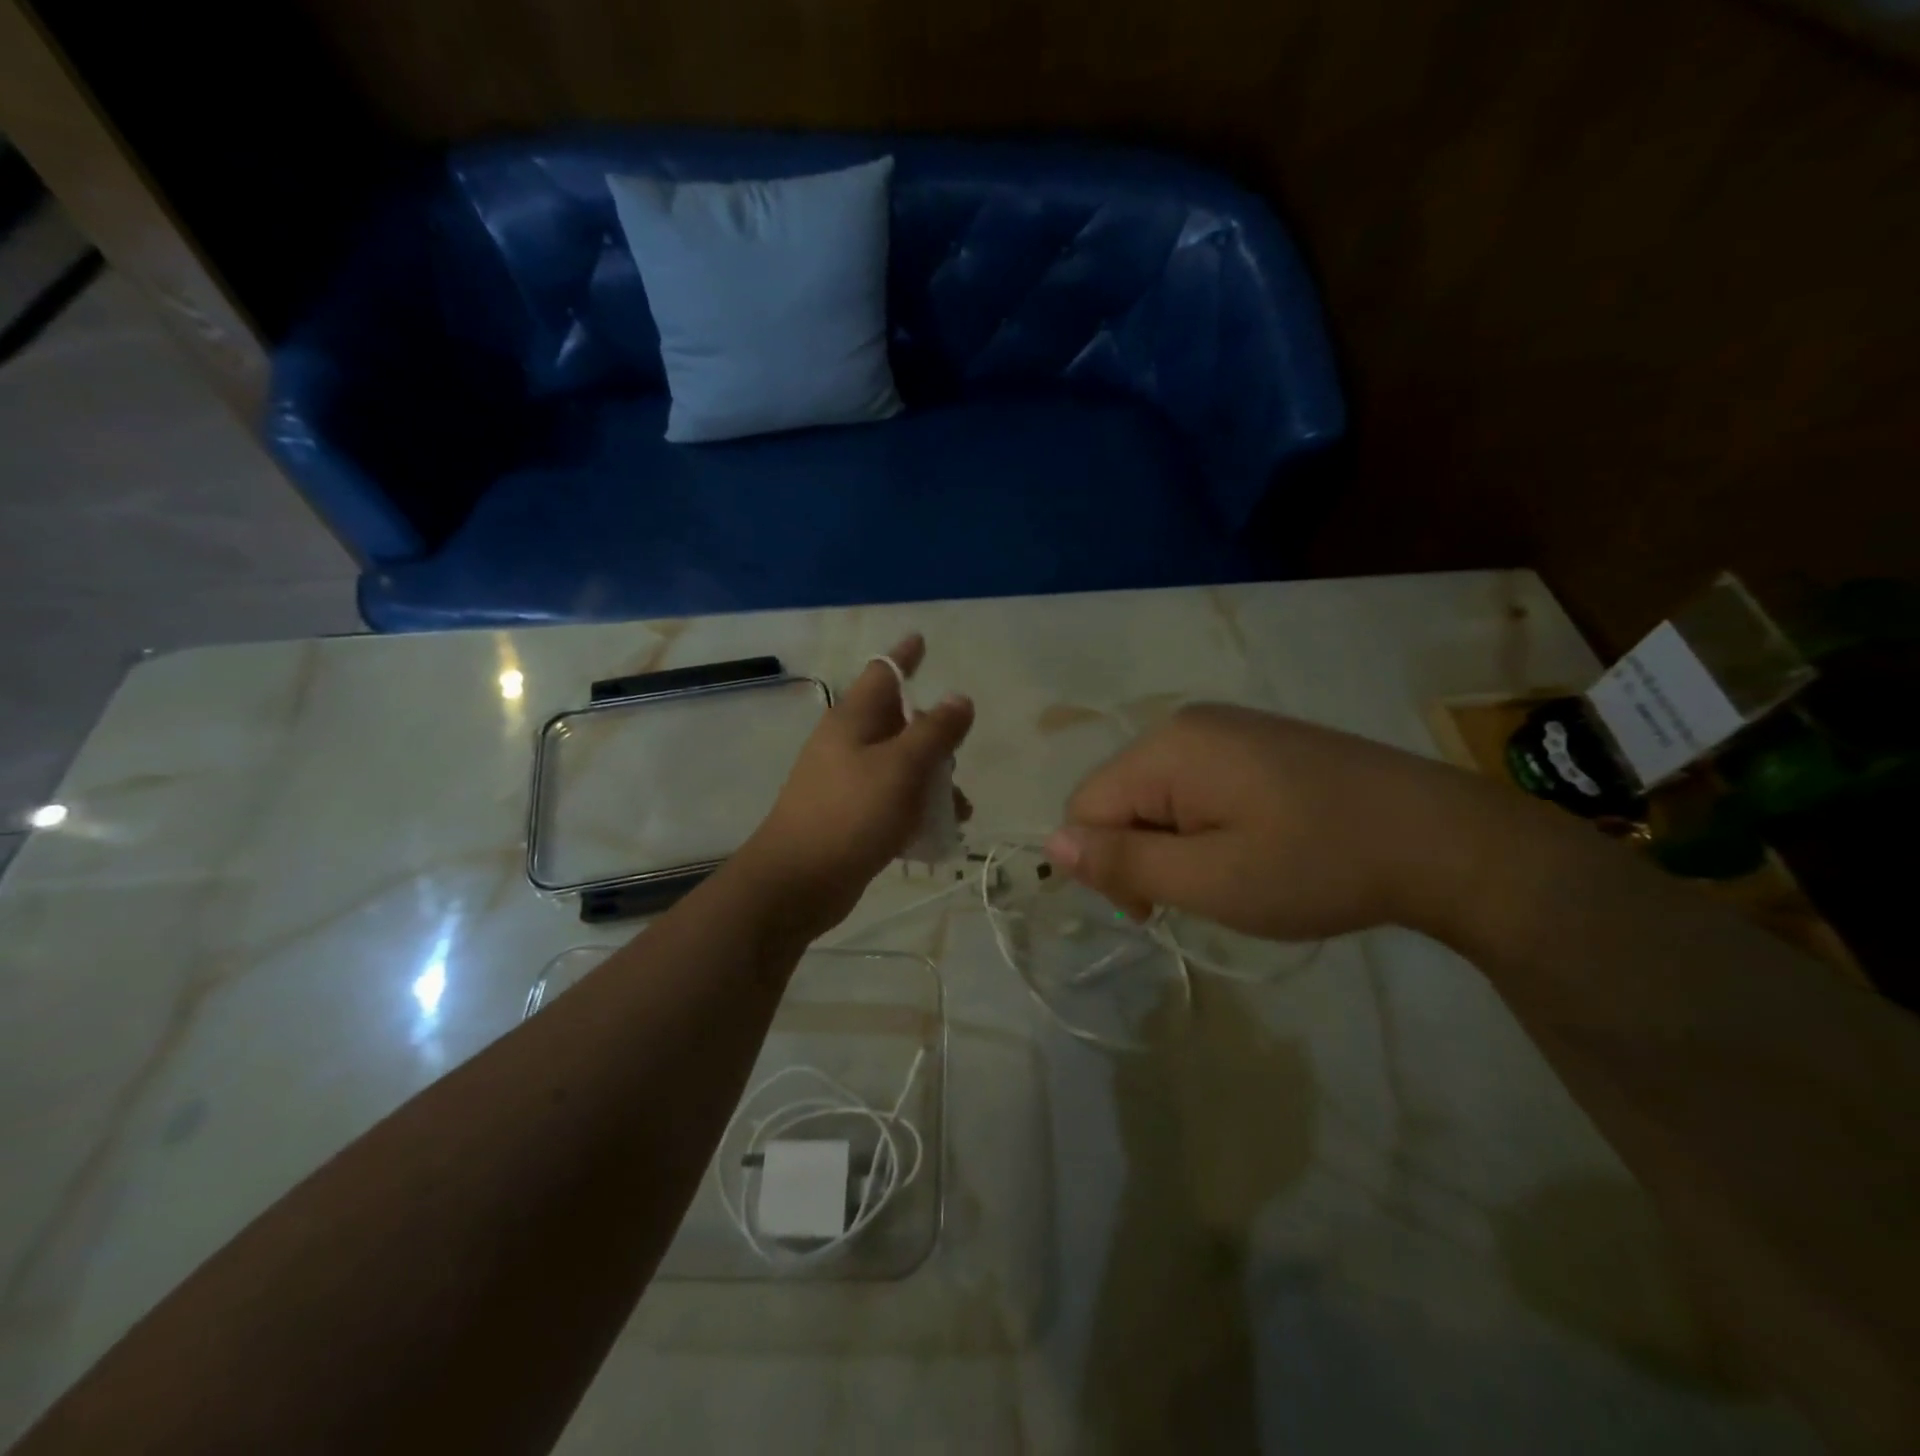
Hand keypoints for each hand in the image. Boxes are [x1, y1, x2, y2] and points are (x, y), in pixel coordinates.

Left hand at [736, 634, 973, 941]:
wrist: (797, 882)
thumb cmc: (850, 814)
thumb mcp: (902, 767)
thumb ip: (936, 731)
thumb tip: (960, 698)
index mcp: (854, 719)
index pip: (883, 672)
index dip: (905, 655)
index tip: (921, 639)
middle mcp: (848, 743)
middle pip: (899, 723)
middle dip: (935, 736)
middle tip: (958, 755)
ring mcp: (846, 781)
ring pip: (901, 766)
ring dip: (932, 781)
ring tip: (960, 810)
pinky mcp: (850, 816)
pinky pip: (892, 800)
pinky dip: (916, 809)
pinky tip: (939, 834)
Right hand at [1045, 704, 1495, 940]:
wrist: (1443, 839)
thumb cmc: (1317, 865)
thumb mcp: (1210, 880)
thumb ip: (1124, 863)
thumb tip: (1052, 844)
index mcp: (1167, 748)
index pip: (1086, 807)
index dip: (1105, 866)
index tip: (1157, 911)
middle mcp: (1187, 724)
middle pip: (1120, 796)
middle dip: (1142, 852)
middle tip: (1203, 894)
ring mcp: (1226, 727)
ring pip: (1158, 794)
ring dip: (1175, 841)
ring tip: (1234, 872)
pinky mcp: (1258, 740)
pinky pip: (1197, 783)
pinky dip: (1205, 822)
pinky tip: (1256, 844)